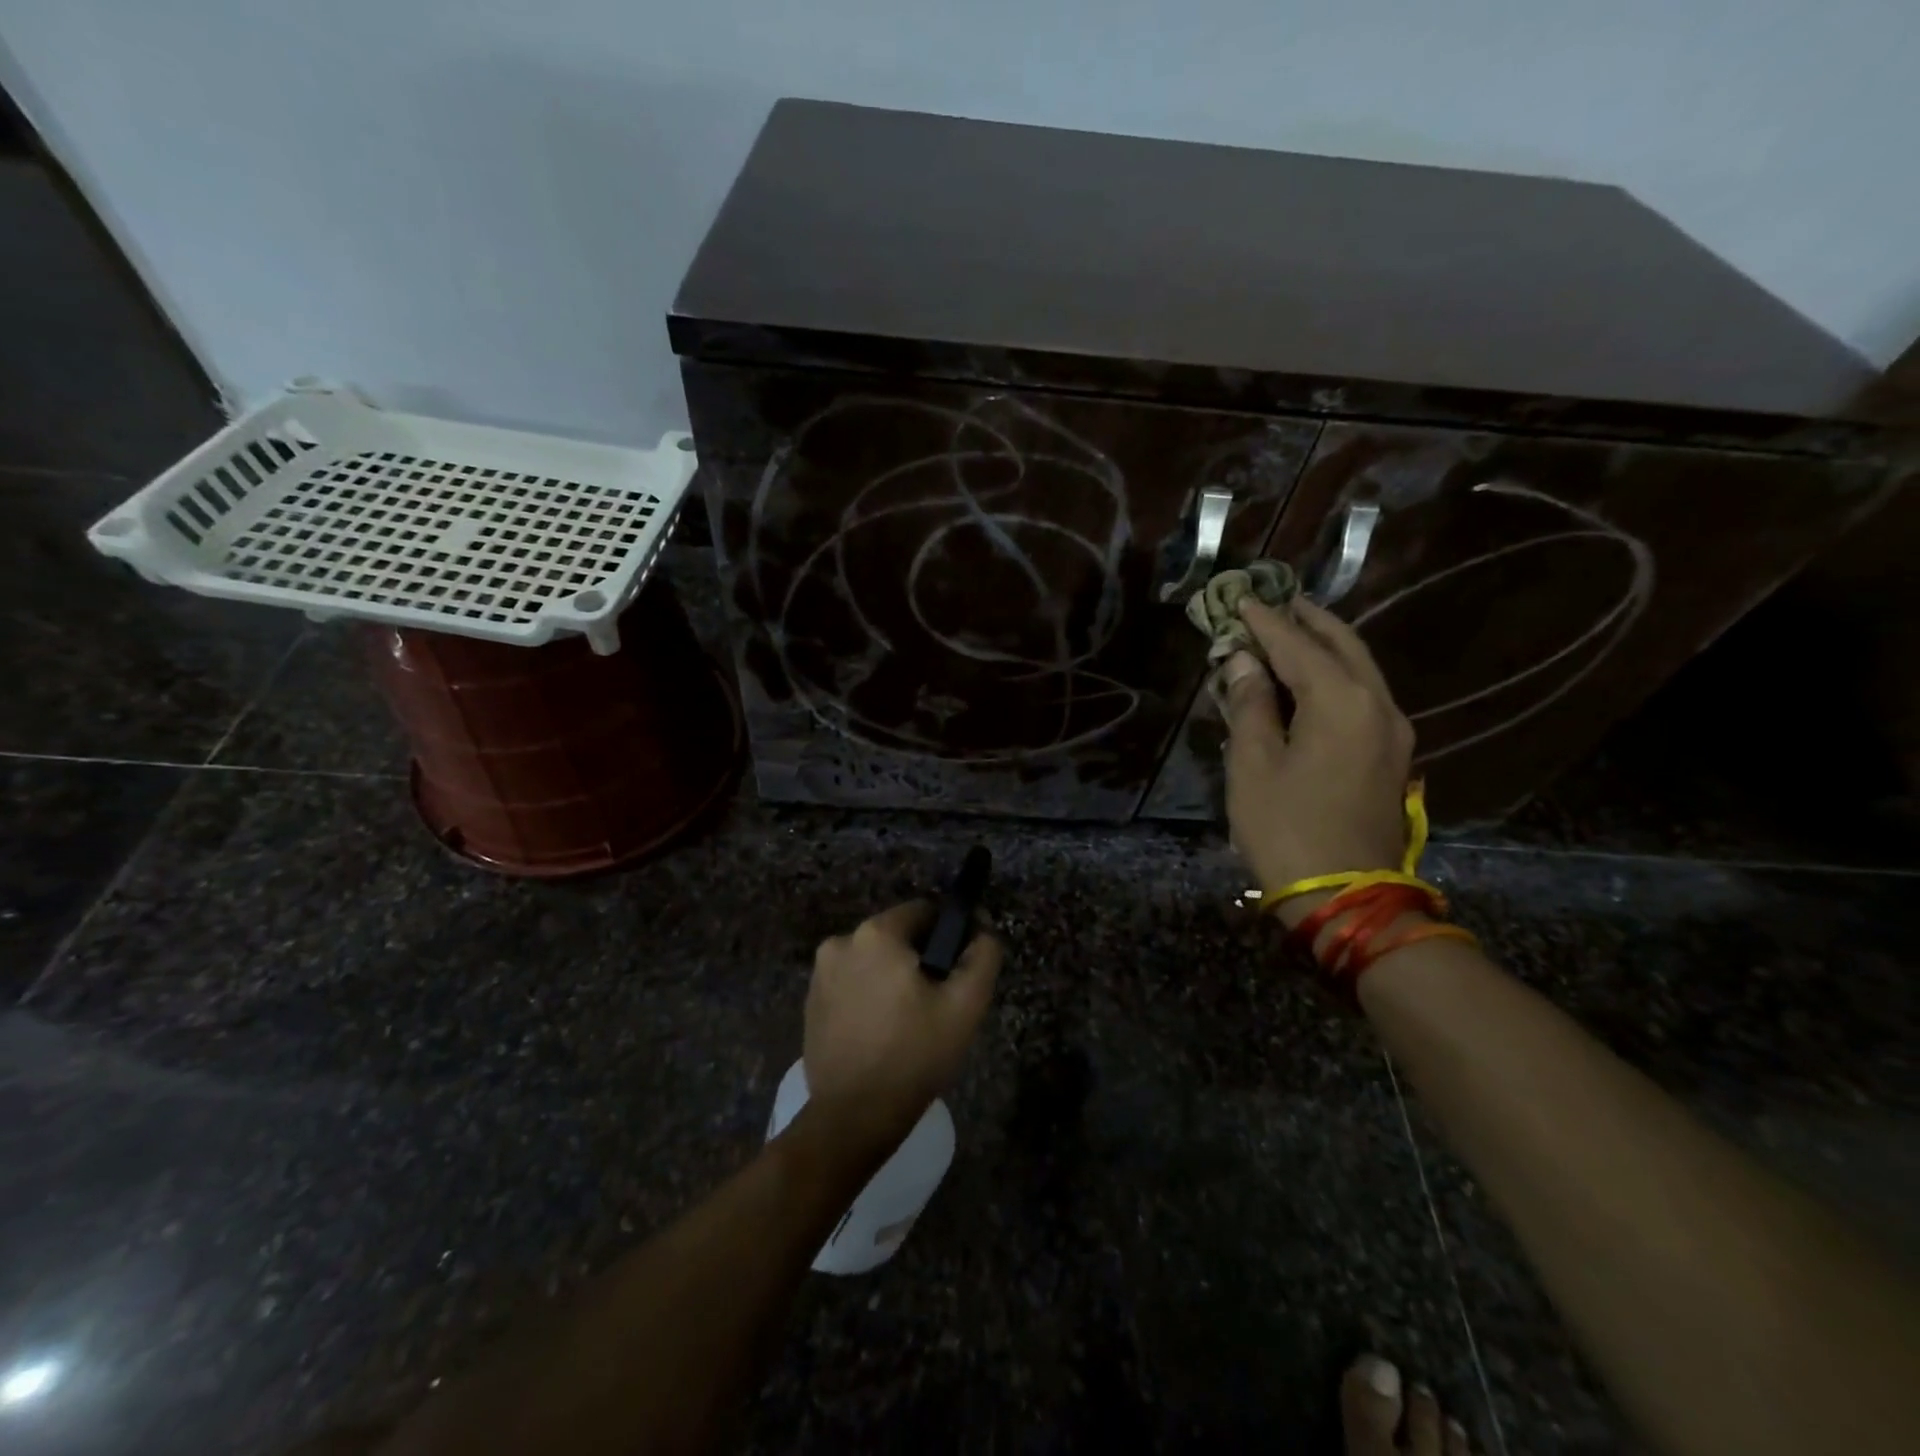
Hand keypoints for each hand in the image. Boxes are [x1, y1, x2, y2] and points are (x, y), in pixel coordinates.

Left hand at [802, 902, 1001, 1159]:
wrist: (854, 1116)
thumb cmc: (914, 1055)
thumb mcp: (965, 1005)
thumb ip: (982, 956)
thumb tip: (982, 928)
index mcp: (876, 934)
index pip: (924, 912)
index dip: (948, 935)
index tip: (957, 970)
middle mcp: (841, 942)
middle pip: (897, 936)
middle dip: (920, 960)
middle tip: (937, 1003)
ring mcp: (820, 974)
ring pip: (874, 961)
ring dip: (893, 978)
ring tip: (910, 1022)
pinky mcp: (811, 1003)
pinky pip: (852, 984)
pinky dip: (869, 997)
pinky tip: (882, 1033)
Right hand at [1219, 597, 1415, 927]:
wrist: (1347, 896)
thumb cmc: (1287, 828)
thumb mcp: (1253, 764)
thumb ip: (1250, 705)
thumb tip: (1244, 663)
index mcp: (1342, 701)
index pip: (1298, 645)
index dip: (1265, 621)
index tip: (1240, 598)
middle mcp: (1378, 704)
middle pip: (1343, 645)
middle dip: (1307, 621)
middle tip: (1275, 601)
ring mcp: (1392, 731)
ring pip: (1359, 669)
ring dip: (1324, 646)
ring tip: (1291, 631)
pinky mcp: (1391, 755)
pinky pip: (1363, 696)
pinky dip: (1335, 676)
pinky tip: (1310, 679)